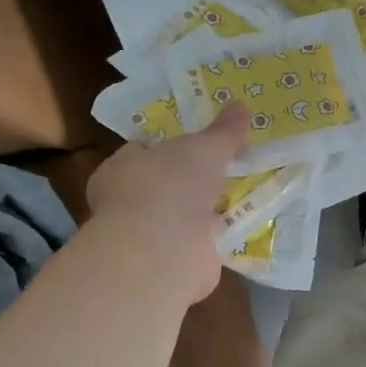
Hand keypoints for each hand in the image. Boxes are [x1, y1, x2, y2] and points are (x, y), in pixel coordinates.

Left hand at [85, 104, 250, 303]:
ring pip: (184, 214)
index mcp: (121, 167)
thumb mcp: (204, 148)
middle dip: (194, 179)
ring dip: (207, 209)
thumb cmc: (170, 186)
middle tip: (229, 165)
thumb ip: (223, 131)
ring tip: (244, 192)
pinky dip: (217, 235)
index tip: (201, 140)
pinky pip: (200, 241)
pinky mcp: (172, 261)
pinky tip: (242, 223)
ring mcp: (150, 235)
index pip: (143, 150)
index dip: (171, 144)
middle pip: (166, 183)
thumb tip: (241, 105)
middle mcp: (130, 201)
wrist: (163, 252)